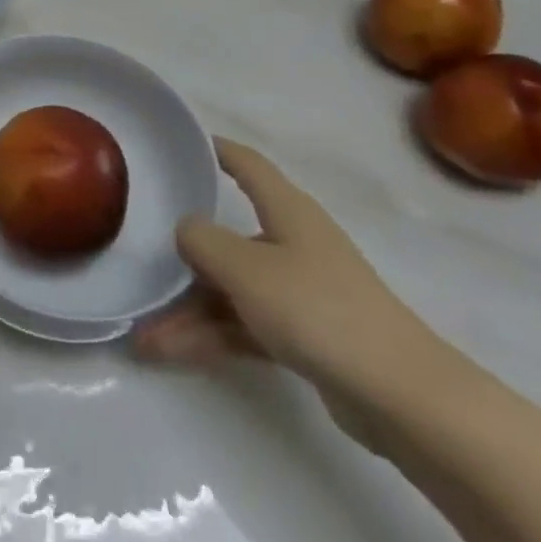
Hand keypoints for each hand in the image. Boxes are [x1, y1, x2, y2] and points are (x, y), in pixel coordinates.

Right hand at [133, 138, 445, 425]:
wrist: (400, 396)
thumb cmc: (318, 309)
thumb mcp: (246, 268)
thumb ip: (203, 241)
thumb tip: (185, 230)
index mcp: (287, 211)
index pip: (247, 165)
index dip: (216, 150)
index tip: (181, 144)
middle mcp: (292, 243)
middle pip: (228, 238)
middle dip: (183, 257)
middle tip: (139, 261)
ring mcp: (298, 291)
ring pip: (231, 290)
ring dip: (188, 310)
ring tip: (142, 334)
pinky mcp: (304, 336)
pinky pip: (243, 324)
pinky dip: (210, 335)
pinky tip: (168, 352)